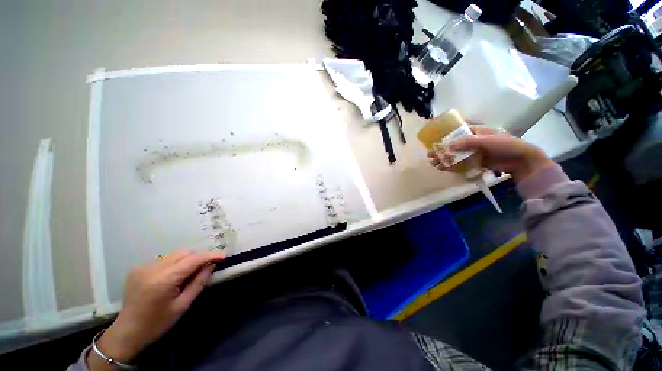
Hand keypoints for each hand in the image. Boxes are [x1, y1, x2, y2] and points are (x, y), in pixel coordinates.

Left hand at [88, 250, 225, 369]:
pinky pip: (164, 260)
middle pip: (184, 253)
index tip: (224, 256)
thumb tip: (211, 265)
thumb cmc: (157, 323)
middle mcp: (152, 268)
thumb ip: (198, 282)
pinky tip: (174, 276)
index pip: (193, 260)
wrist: (127, 332)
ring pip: (174, 254)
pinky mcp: (138, 268)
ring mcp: (143, 267)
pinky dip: (174, 264)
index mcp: (164, 280)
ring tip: (191, 272)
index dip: (210, 256)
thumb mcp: (183, 305)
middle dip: (199, 257)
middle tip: (208, 266)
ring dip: (187, 260)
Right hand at [428, 125, 554, 181]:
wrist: (521, 161)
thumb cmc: (505, 145)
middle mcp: (472, 141)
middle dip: (440, 150)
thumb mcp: (486, 140)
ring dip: (443, 159)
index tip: (432, 140)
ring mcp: (473, 152)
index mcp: (475, 131)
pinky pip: (460, 163)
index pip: (456, 131)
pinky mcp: (474, 162)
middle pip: (452, 145)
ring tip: (433, 163)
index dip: (443, 135)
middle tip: (430, 155)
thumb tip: (448, 146)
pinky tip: (443, 169)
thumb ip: (467, 142)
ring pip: (454, 155)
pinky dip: (451, 166)